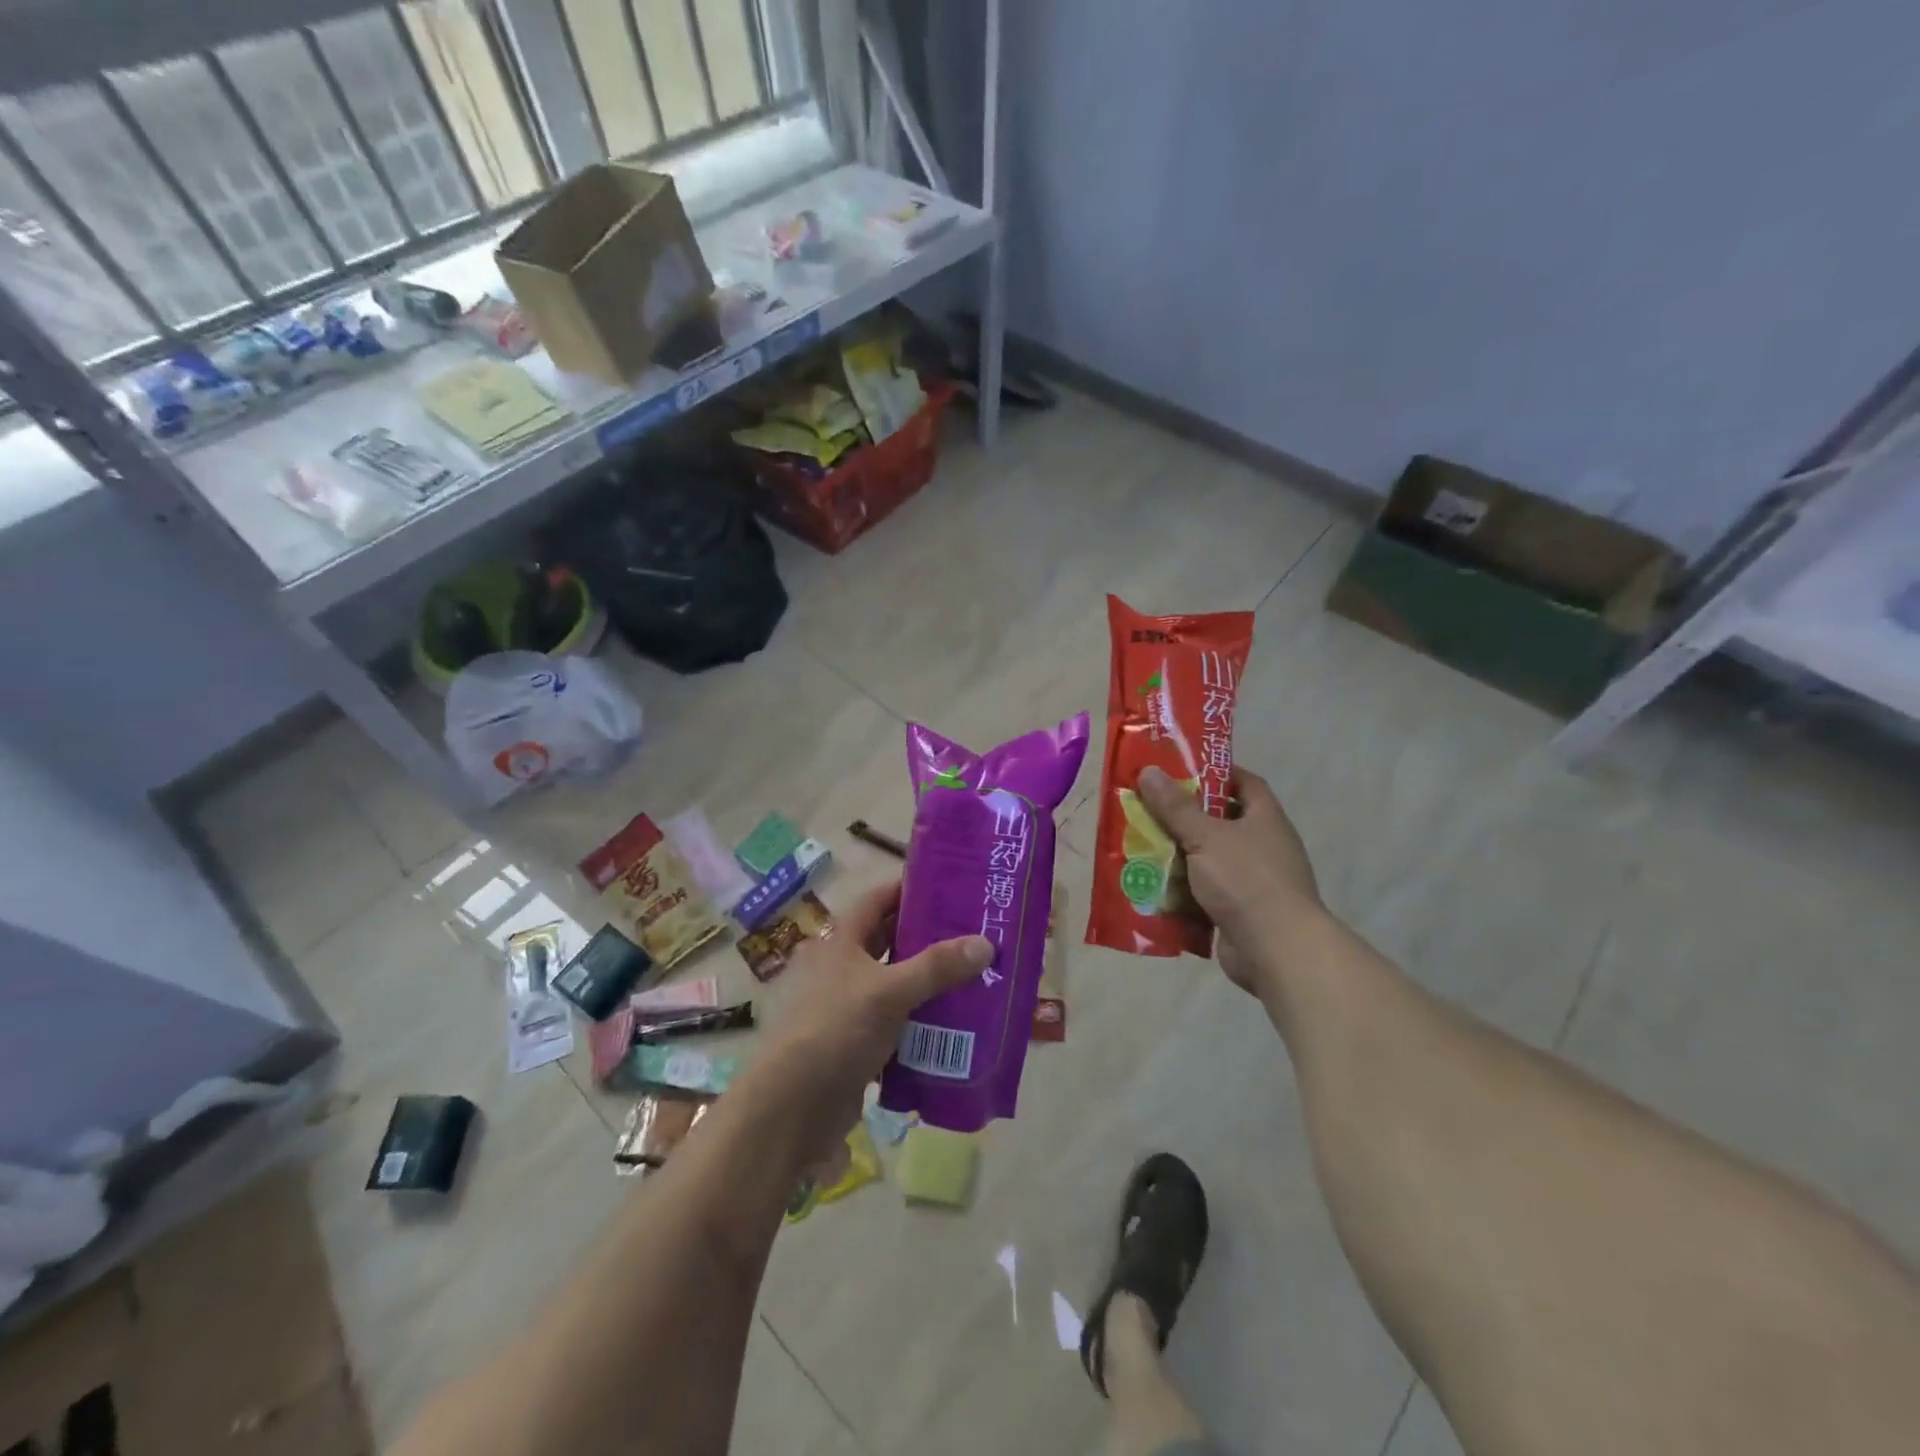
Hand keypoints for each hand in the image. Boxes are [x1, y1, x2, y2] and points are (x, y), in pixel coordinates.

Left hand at [755, 880, 990, 1148]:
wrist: (794, 1108)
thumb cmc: (836, 1031)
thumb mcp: (888, 992)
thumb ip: (936, 967)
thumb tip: (986, 943)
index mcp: (842, 943)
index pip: (878, 901)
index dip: (910, 888)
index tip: (951, 884)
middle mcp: (845, 969)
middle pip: (892, 941)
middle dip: (931, 936)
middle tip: (977, 929)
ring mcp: (852, 1007)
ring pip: (900, 983)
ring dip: (932, 981)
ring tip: (979, 972)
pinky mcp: (862, 1044)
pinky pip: (901, 1022)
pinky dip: (926, 1019)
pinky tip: (961, 1021)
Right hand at [1137, 763, 1321, 993]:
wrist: (1276, 950)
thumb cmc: (1246, 880)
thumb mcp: (1206, 836)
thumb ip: (1176, 807)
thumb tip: (1149, 770)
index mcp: (1265, 819)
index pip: (1244, 782)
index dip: (1215, 772)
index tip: (1181, 769)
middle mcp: (1262, 845)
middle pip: (1220, 821)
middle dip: (1185, 816)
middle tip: (1148, 807)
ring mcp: (1252, 881)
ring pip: (1208, 858)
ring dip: (1178, 855)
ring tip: (1140, 844)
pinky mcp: (1238, 911)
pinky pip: (1204, 892)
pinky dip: (1181, 889)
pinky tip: (1152, 885)